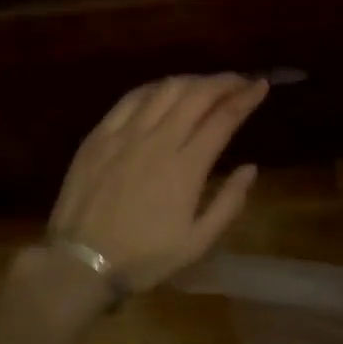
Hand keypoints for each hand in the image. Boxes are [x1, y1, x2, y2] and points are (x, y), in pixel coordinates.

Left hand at [49, 74, 269, 291]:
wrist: (80, 263)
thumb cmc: (144, 257)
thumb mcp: (197, 242)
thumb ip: (229, 203)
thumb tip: (251, 168)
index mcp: (186, 167)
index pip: (223, 118)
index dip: (246, 97)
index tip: (261, 85)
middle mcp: (158, 141)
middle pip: (196, 95)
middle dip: (223, 81)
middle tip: (239, 80)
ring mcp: (125, 134)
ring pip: (165, 90)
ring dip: (192, 81)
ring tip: (206, 84)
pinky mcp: (100, 135)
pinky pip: (131, 98)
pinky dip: (155, 88)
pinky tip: (164, 90)